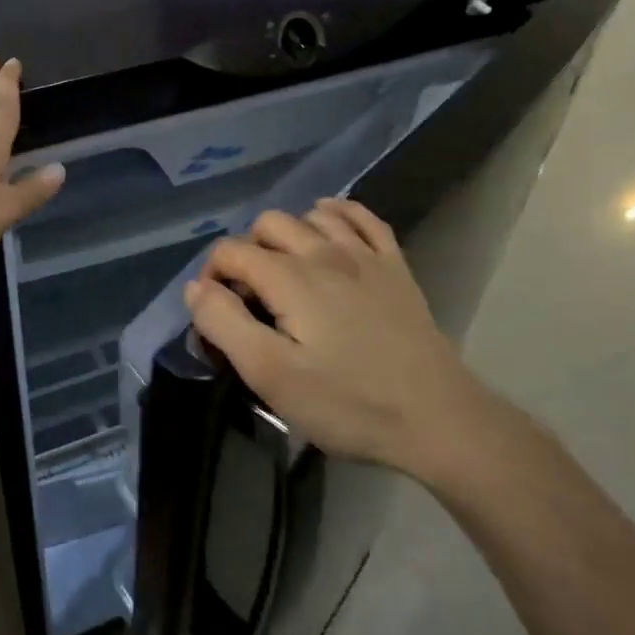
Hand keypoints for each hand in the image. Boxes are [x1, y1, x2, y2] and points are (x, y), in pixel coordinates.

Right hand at [183, 199, 508, 481]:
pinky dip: (336, 215)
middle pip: (267, 224)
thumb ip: (223, 323)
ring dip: (287, 235)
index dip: (211, 277)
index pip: (230, 251)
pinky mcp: (394, 266)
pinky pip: (361, 217)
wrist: (438, 418)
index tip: (217, 315)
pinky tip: (328, 232)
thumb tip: (197, 287)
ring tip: (284, 274)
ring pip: (310, 215)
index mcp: (289, 277)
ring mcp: (365, 254)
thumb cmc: (347, 403)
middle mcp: (324, 251)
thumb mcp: (270, 374)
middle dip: (246, 253)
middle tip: (250, 300)